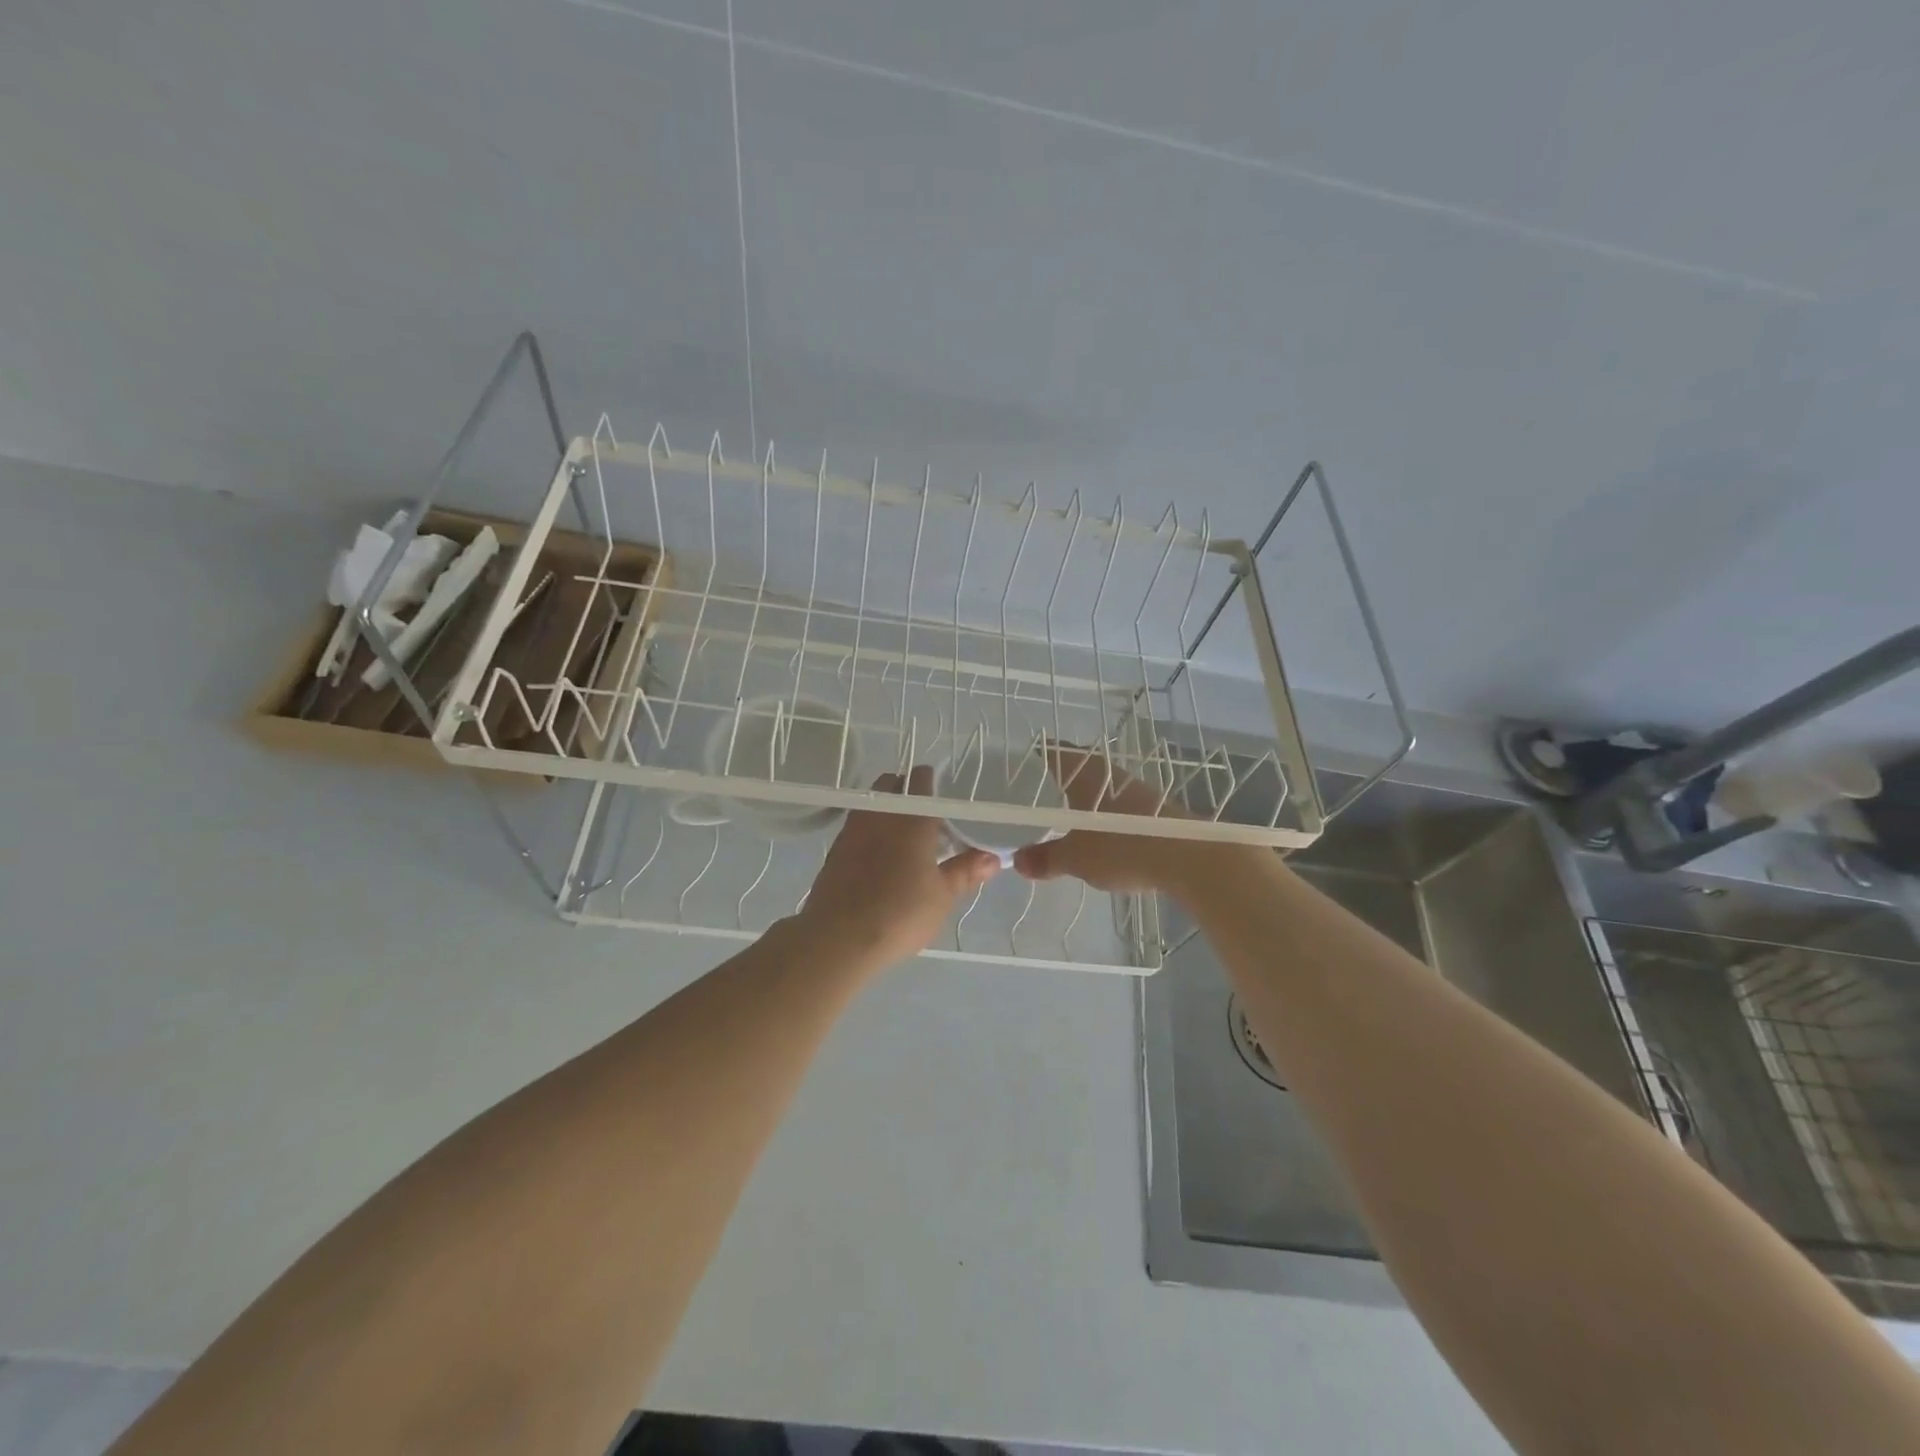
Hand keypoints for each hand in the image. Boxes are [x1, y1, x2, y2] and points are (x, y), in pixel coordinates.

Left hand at [796, 767, 1000, 969]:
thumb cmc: (901, 913)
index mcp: (912, 817)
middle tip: (925, 819)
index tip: (944, 800)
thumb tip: (992, 858)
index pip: (921, 779)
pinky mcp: (835, 850)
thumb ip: (966, 871)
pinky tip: (880, 859)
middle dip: (907, 793)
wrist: (838, 937)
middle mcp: (880, 814)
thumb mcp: (943, 896)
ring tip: (904, 842)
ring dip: (887, 812)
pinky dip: (870, 833)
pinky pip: (857, 827)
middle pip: (891, 785)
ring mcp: (853, 829)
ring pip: (872, 805)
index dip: (932, 782)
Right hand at [1011, 745, 1232, 899]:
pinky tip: (1103, 830)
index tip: (1026, 757)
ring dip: (1088, 795)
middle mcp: (1111, 774)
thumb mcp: (1076, 858)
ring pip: (1103, 787)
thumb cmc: (1123, 847)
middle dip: (1063, 774)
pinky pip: (1121, 806)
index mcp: (1087, 774)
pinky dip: (1107, 813)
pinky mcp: (1156, 810)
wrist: (1190, 858)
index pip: (1057, 752)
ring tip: (1069, 810)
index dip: (1041, 753)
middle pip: (1081, 767)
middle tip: (1042, 784)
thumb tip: (1018, 861)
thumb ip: (1047, 858)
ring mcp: (1137, 791)